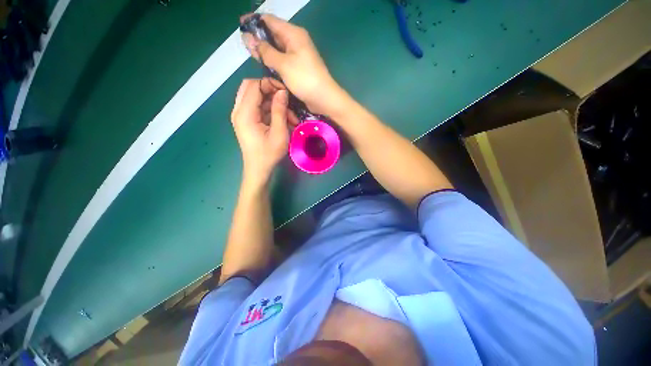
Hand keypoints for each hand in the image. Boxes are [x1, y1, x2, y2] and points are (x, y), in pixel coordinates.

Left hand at [231, 78, 297, 185]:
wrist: (259, 169)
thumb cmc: (269, 154)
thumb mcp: (279, 133)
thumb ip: (280, 110)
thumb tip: (282, 92)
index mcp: (245, 113)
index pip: (254, 85)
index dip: (270, 84)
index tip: (286, 93)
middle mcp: (239, 111)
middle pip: (251, 88)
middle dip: (270, 91)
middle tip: (285, 100)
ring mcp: (242, 116)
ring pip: (256, 98)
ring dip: (273, 103)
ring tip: (290, 117)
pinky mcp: (246, 121)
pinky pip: (257, 108)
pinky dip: (270, 111)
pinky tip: (283, 121)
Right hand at [241, 14, 349, 116]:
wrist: (324, 99)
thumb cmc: (305, 79)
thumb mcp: (283, 64)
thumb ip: (265, 51)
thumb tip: (248, 37)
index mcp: (293, 34)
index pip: (270, 20)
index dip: (254, 21)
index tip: (241, 25)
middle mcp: (295, 42)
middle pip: (273, 34)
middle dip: (259, 38)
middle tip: (245, 46)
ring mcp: (297, 56)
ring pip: (277, 49)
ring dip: (266, 52)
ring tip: (253, 56)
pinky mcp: (298, 68)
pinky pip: (282, 61)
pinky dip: (273, 62)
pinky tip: (266, 66)